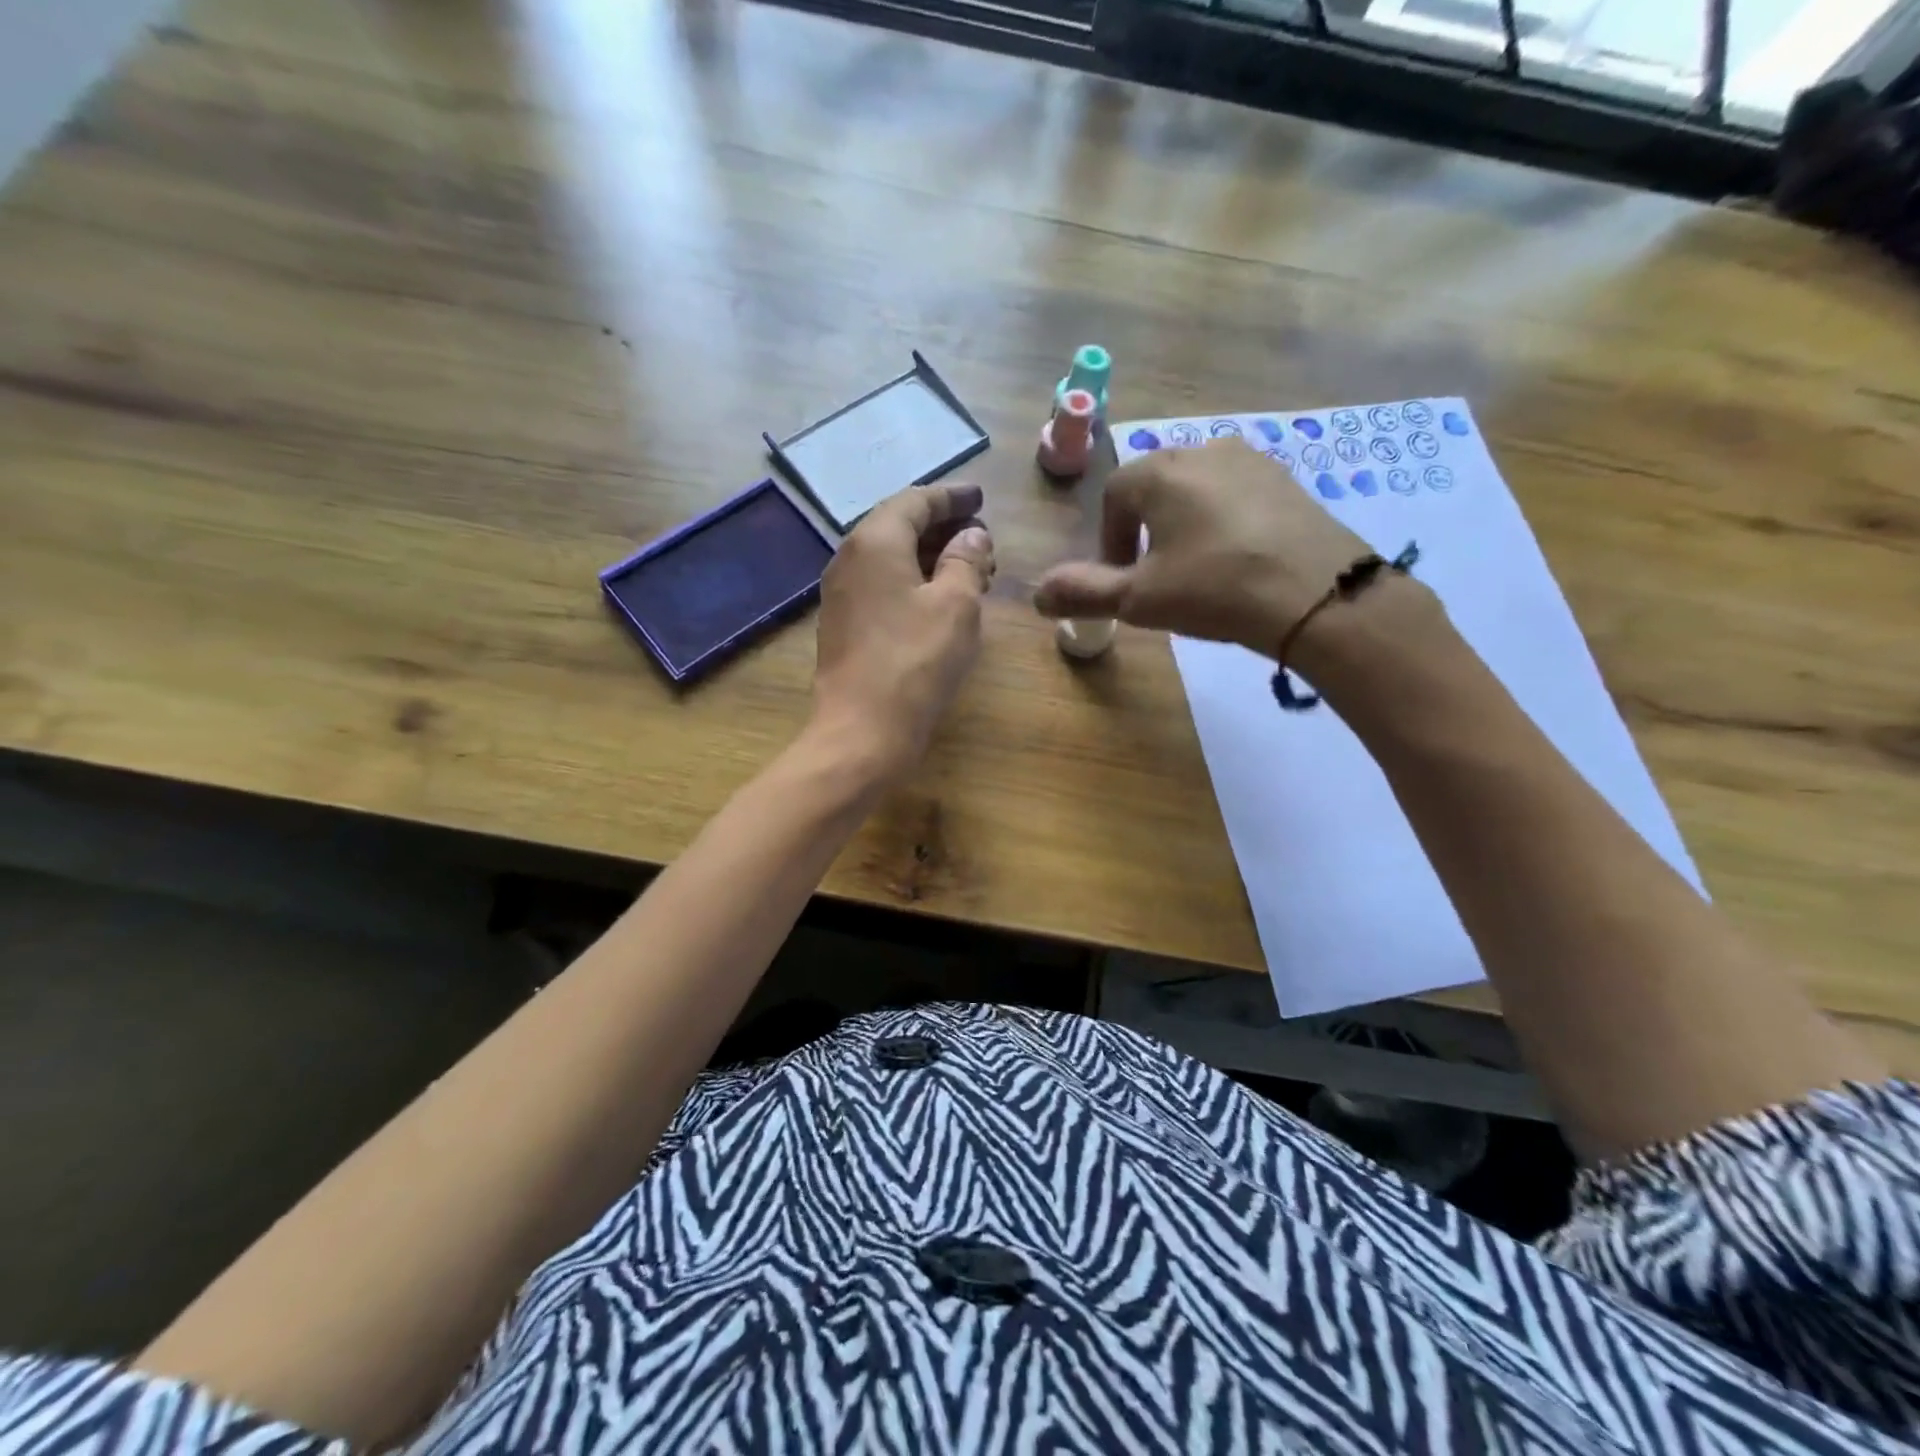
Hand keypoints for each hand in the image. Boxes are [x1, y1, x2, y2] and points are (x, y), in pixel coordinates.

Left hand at [812, 483, 994, 779]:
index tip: (980, 499)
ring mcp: (841, 595)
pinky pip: (881, 587)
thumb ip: (967, 560)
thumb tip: (972, 536)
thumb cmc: (915, 662)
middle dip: (943, 529)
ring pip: (890, 559)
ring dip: (930, 558)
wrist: (862, 730)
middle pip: (899, 527)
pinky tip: (938, 603)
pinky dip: (912, 583)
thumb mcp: (956, 605)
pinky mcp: (842, 626)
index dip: (951, 498)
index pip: (915, 501)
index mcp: (874, 541)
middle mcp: (849, 559)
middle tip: (982, 542)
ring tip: (970, 573)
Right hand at [1033, 439, 1376, 657]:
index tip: (1122, 578)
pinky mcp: (1289, 480)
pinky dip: (1225, 521)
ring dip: (1185, 524)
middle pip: (1156, 486)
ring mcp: (1252, 460)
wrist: (1317, 594)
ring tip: (1198, 570)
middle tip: (1156, 576)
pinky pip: (1238, 494)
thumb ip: (1083, 592)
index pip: (1114, 494)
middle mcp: (1204, 450)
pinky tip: (1239, 560)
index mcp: (1160, 472)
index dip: (1110, 539)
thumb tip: (1036, 594)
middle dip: (1146, 529)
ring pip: (1198, 489)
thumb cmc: (1214, 588)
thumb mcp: (1138, 598)